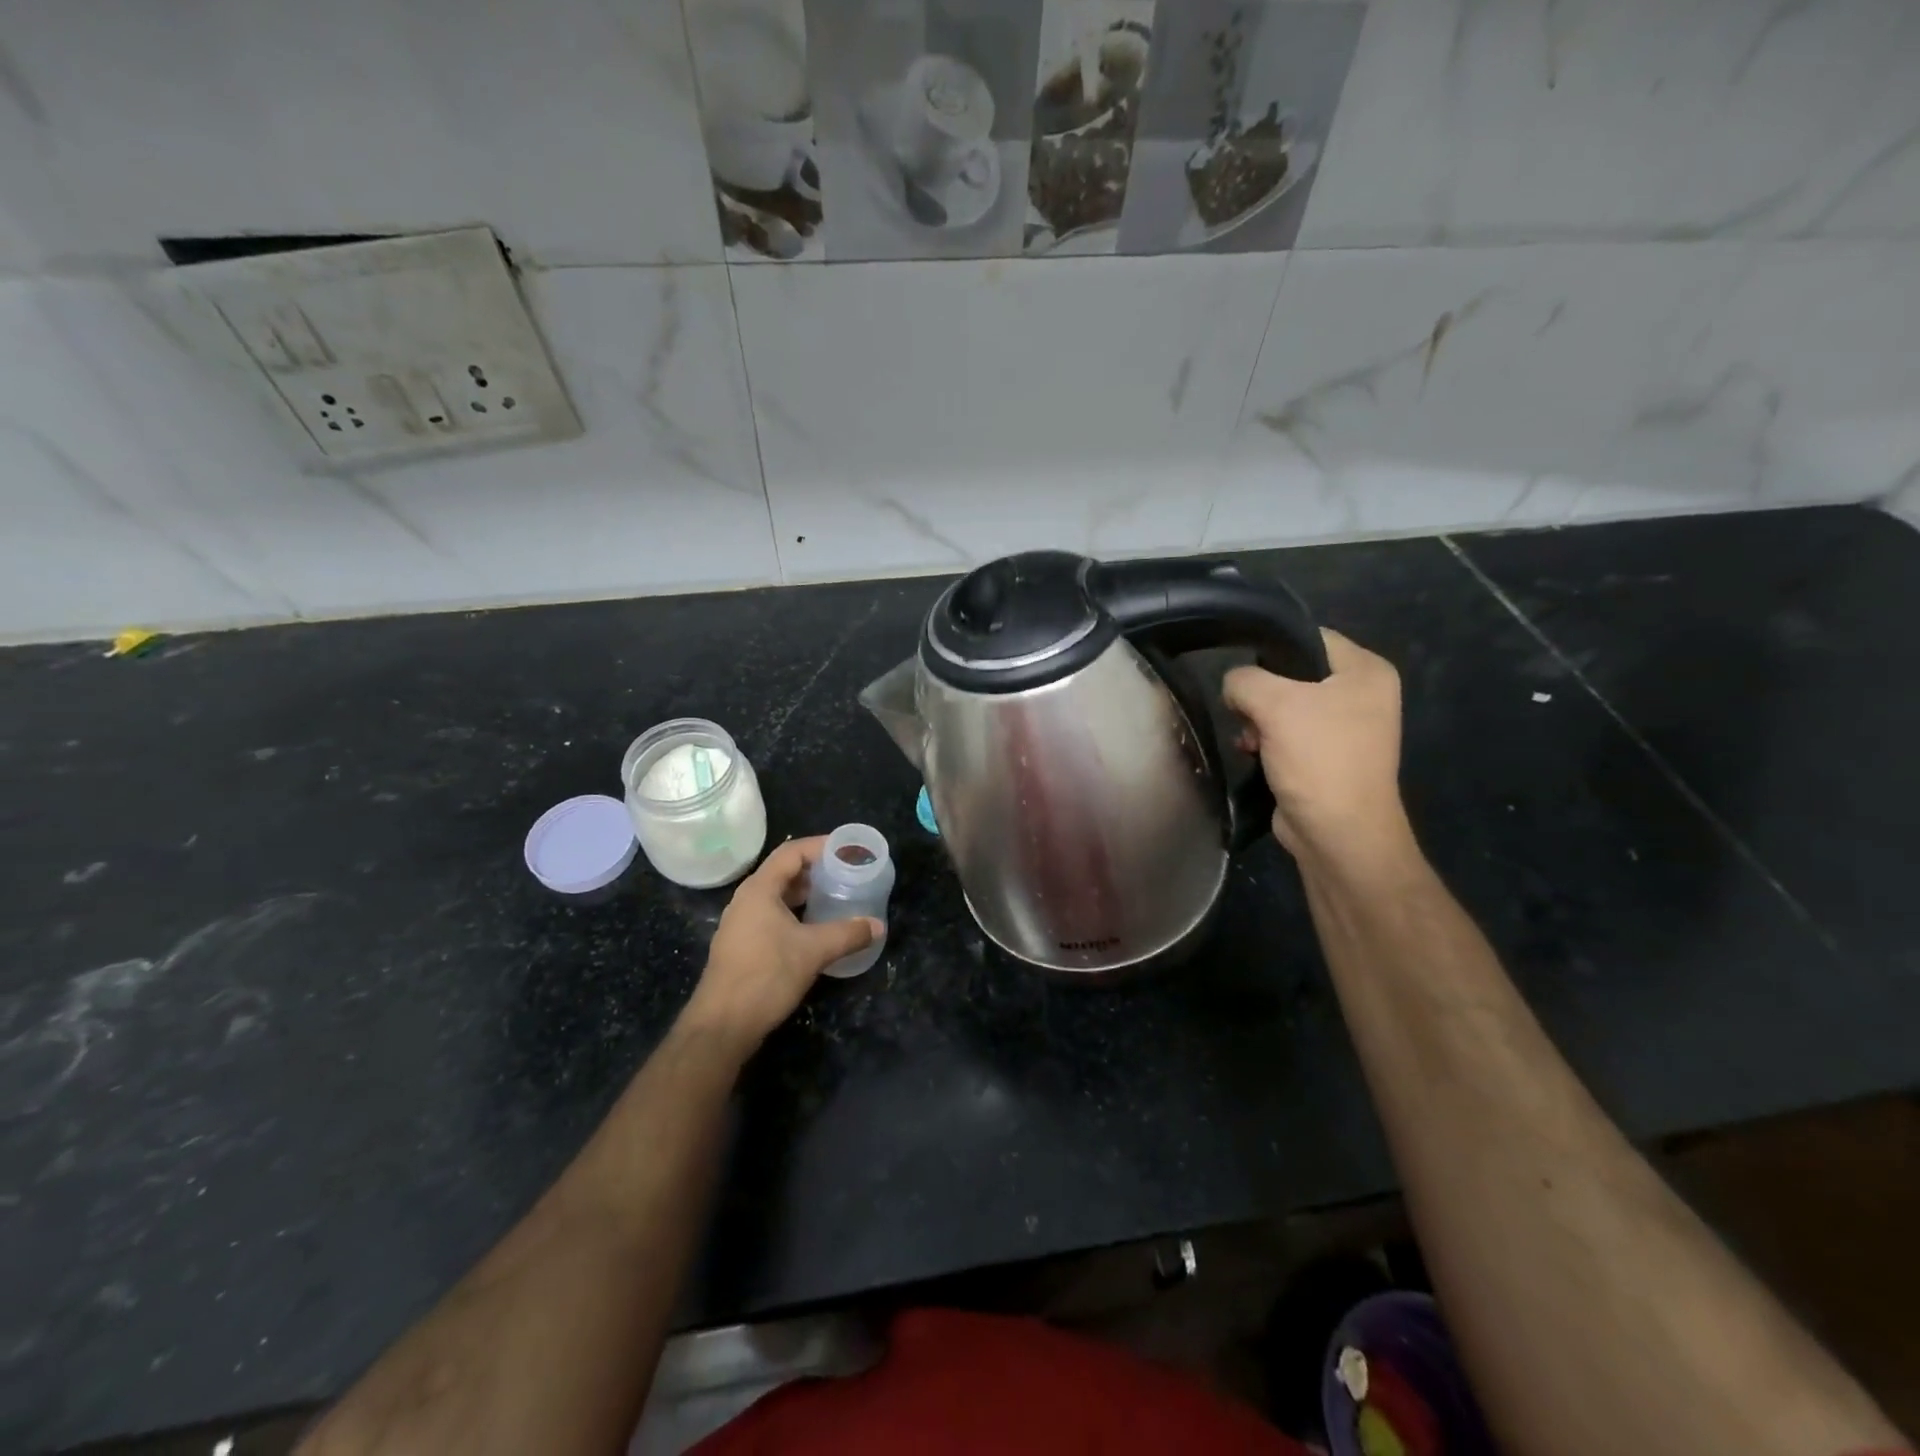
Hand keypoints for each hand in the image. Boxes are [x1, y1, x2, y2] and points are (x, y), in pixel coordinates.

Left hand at [682, 836, 881, 1049]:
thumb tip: (878, 925)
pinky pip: (773, 916)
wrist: (723, 1026)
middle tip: (846, 872)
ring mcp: (742, 924)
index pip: (792, 852)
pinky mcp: (743, 945)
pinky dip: (796, 913)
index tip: (847, 849)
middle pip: (784, 872)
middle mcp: (747, 900)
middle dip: (816, 869)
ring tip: (836, 896)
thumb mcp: (814, 951)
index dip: (820, 846)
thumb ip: (848, 934)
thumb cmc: (766, 976)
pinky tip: (816, 928)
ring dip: (806, 893)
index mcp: (759, 890)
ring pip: (778, 896)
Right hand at [1223, 629, 1414, 873]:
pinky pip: (1286, 733)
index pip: (1310, 637)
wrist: (1338, 834)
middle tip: (1245, 712)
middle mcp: (1361, 694)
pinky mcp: (1325, 756)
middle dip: (1260, 693)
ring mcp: (1344, 728)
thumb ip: (1244, 680)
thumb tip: (1233, 687)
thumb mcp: (1275, 704)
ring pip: (1284, 705)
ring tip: (1248, 739)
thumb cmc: (1318, 759)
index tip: (1240, 668)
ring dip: (1257, 720)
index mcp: (1366, 671)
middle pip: (1293, 672)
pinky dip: (1265, 740)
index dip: (1271, 647)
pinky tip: (1251, 753)